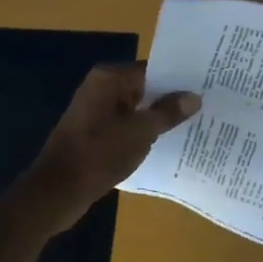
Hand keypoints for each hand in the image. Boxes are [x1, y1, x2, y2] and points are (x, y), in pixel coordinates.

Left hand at [20, 63, 200, 229]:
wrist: (57, 192)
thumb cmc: (99, 155)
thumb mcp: (140, 133)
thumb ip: (167, 112)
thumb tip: (194, 97)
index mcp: (109, 79)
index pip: (152, 69)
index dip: (178, 79)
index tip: (205, 86)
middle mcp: (101, 88)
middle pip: (144, 87)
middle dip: (171, 98)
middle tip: (205, 105)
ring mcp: (96, 110)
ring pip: (136, 108)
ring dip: (158, 117)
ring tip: (193, 123)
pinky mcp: (94, 132)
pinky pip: (126, 124)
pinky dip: (143, 131)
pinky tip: (166, 142)